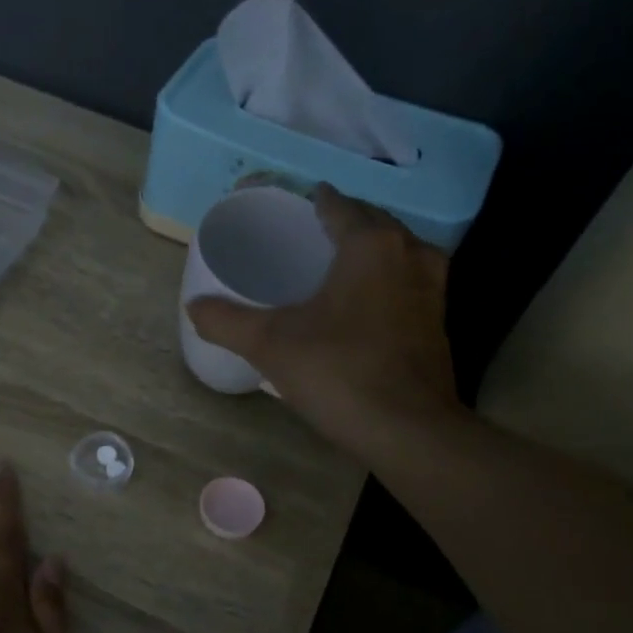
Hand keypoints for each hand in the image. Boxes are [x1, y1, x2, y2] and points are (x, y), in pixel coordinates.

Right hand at [186, 184, 466, 461]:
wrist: (408, 430)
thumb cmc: (339, 372)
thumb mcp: (270, 345)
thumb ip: (227, 321)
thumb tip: (193, 307)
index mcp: (370, 244)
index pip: (338, 205)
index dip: (313, 202)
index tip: (291, 207)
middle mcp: (409, 252)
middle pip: (371, 223)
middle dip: (342, 224)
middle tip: (305, 237)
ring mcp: (432, 287)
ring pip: (395, 252)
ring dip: (367, 253)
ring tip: (332, 268)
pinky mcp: (438, 321)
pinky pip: (406, 282)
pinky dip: (384, 281)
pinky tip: (361, 305)